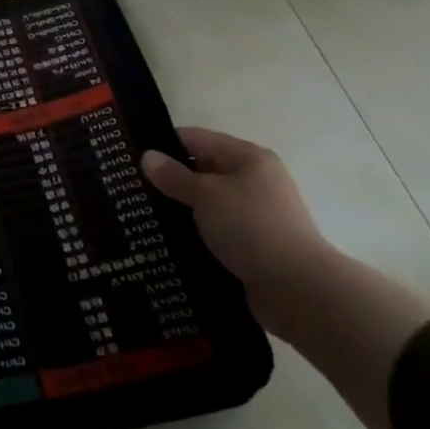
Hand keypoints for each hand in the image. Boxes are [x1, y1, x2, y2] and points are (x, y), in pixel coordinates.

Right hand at [142, 127, 332, 325]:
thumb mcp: (205, 195)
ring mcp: (256, 215)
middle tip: (131, 185)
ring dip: (181, 208)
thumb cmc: (251, 227)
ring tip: (142, 213)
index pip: (197, 139)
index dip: (165, 143)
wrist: (298, 289)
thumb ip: (174, 176)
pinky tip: (167, 239)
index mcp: (249, 158)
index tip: (132, 153)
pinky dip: (195, 233)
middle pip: (204, 170)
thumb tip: (147, 156)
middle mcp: (256, 181)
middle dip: (171, 178)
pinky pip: (216, 231)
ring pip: (208, 204)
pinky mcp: (254, 246)